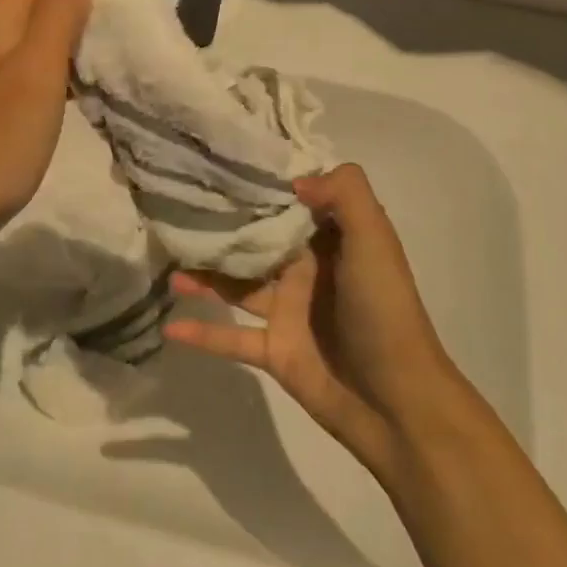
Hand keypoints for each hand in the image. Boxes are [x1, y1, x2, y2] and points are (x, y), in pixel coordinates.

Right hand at [164, 163, 466, 480]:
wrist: (398, 401)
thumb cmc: (384, 310)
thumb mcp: (374, 240)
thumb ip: (344, 194)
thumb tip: (293, 182)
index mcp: (330, 240)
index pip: (290, 202)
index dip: (260, 184)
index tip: (220, 164)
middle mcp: (305, 269)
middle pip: (255, 240)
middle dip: (221, 226)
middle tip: (176, 208)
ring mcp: (287, 311)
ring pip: (236, 284)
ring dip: (203, 274)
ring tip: (167, 261)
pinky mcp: (275, 350)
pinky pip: (230, 337)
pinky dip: (201, 333)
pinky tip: (169, 324)